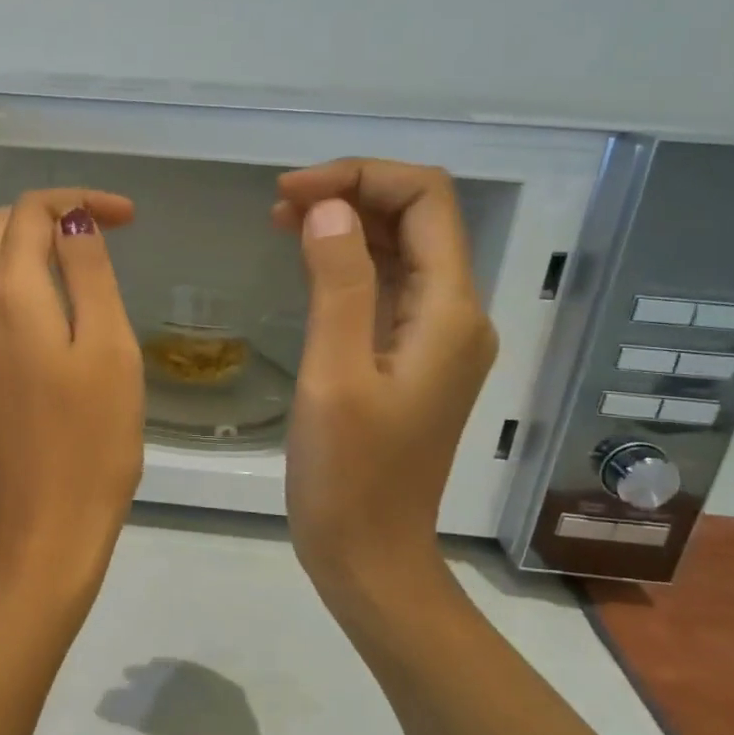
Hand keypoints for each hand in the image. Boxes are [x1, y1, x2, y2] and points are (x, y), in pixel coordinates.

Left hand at [0, 190, 144, 589]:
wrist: (44, 525)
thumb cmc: (91, 440)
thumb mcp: (107, 347)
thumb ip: (88, 273)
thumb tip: (74, 222)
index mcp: (6, 294)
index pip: (31, 213)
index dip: (80, 201)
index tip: (129, 218)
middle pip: (2, 231)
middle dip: (54, 217)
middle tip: (112, 232)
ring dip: (36, 248)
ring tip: (90, 263)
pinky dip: (23, 282)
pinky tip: (61, 304)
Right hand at [272, 160, 496, 613]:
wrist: (370, 557)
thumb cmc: (349, 476)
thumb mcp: (335, 375)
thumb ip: (338, 284)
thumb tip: (328, 208)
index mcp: (449, 313)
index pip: (426, 201)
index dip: (360, 178)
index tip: (290, 194)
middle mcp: (455, 317)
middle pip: (418, 220)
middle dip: (352, 195)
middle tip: (277, 206)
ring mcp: (434, 342)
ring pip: (401, 254)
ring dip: (348, 227)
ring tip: (282, 225)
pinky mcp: (409, 364)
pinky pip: (387, 292)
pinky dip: (349, 266)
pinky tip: (308, 267)